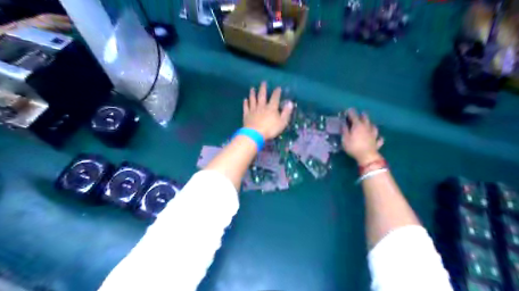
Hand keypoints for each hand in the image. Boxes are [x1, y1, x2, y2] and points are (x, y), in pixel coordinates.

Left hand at [243, 82, 291, 140]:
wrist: (255, 134)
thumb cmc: (270, 129)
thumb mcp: (282, 122)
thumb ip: (286, 112)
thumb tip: (290, 103)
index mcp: (271, 108)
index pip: (275, 98)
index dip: (277, 92)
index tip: (278, 87)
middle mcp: (262, 106)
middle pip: (262, 96)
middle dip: (263, 89)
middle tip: (263, 82)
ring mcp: (253, 110)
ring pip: (253, 100)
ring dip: (252, 93)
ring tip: (252, 88)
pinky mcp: (247, 115)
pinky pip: (246, 107)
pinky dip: (245, 103)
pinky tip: (245, 100)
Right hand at [341, 108, 383, 163]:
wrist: (367, 156)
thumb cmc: (353, 147)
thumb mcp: (345, 139)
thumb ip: (344, 130)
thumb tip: (344, 123)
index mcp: (358, 125)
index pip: (354, 116)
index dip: (351, 112)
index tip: (348, 110)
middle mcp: (366, 127)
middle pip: (366, 119)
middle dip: (362, 115)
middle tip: (360, 114)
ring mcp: (373, 134)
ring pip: (373, 126)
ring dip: (371, 124)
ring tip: (370, 123)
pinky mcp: (377, 142)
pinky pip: (379, 138)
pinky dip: (379, 137)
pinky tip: (379, 137)